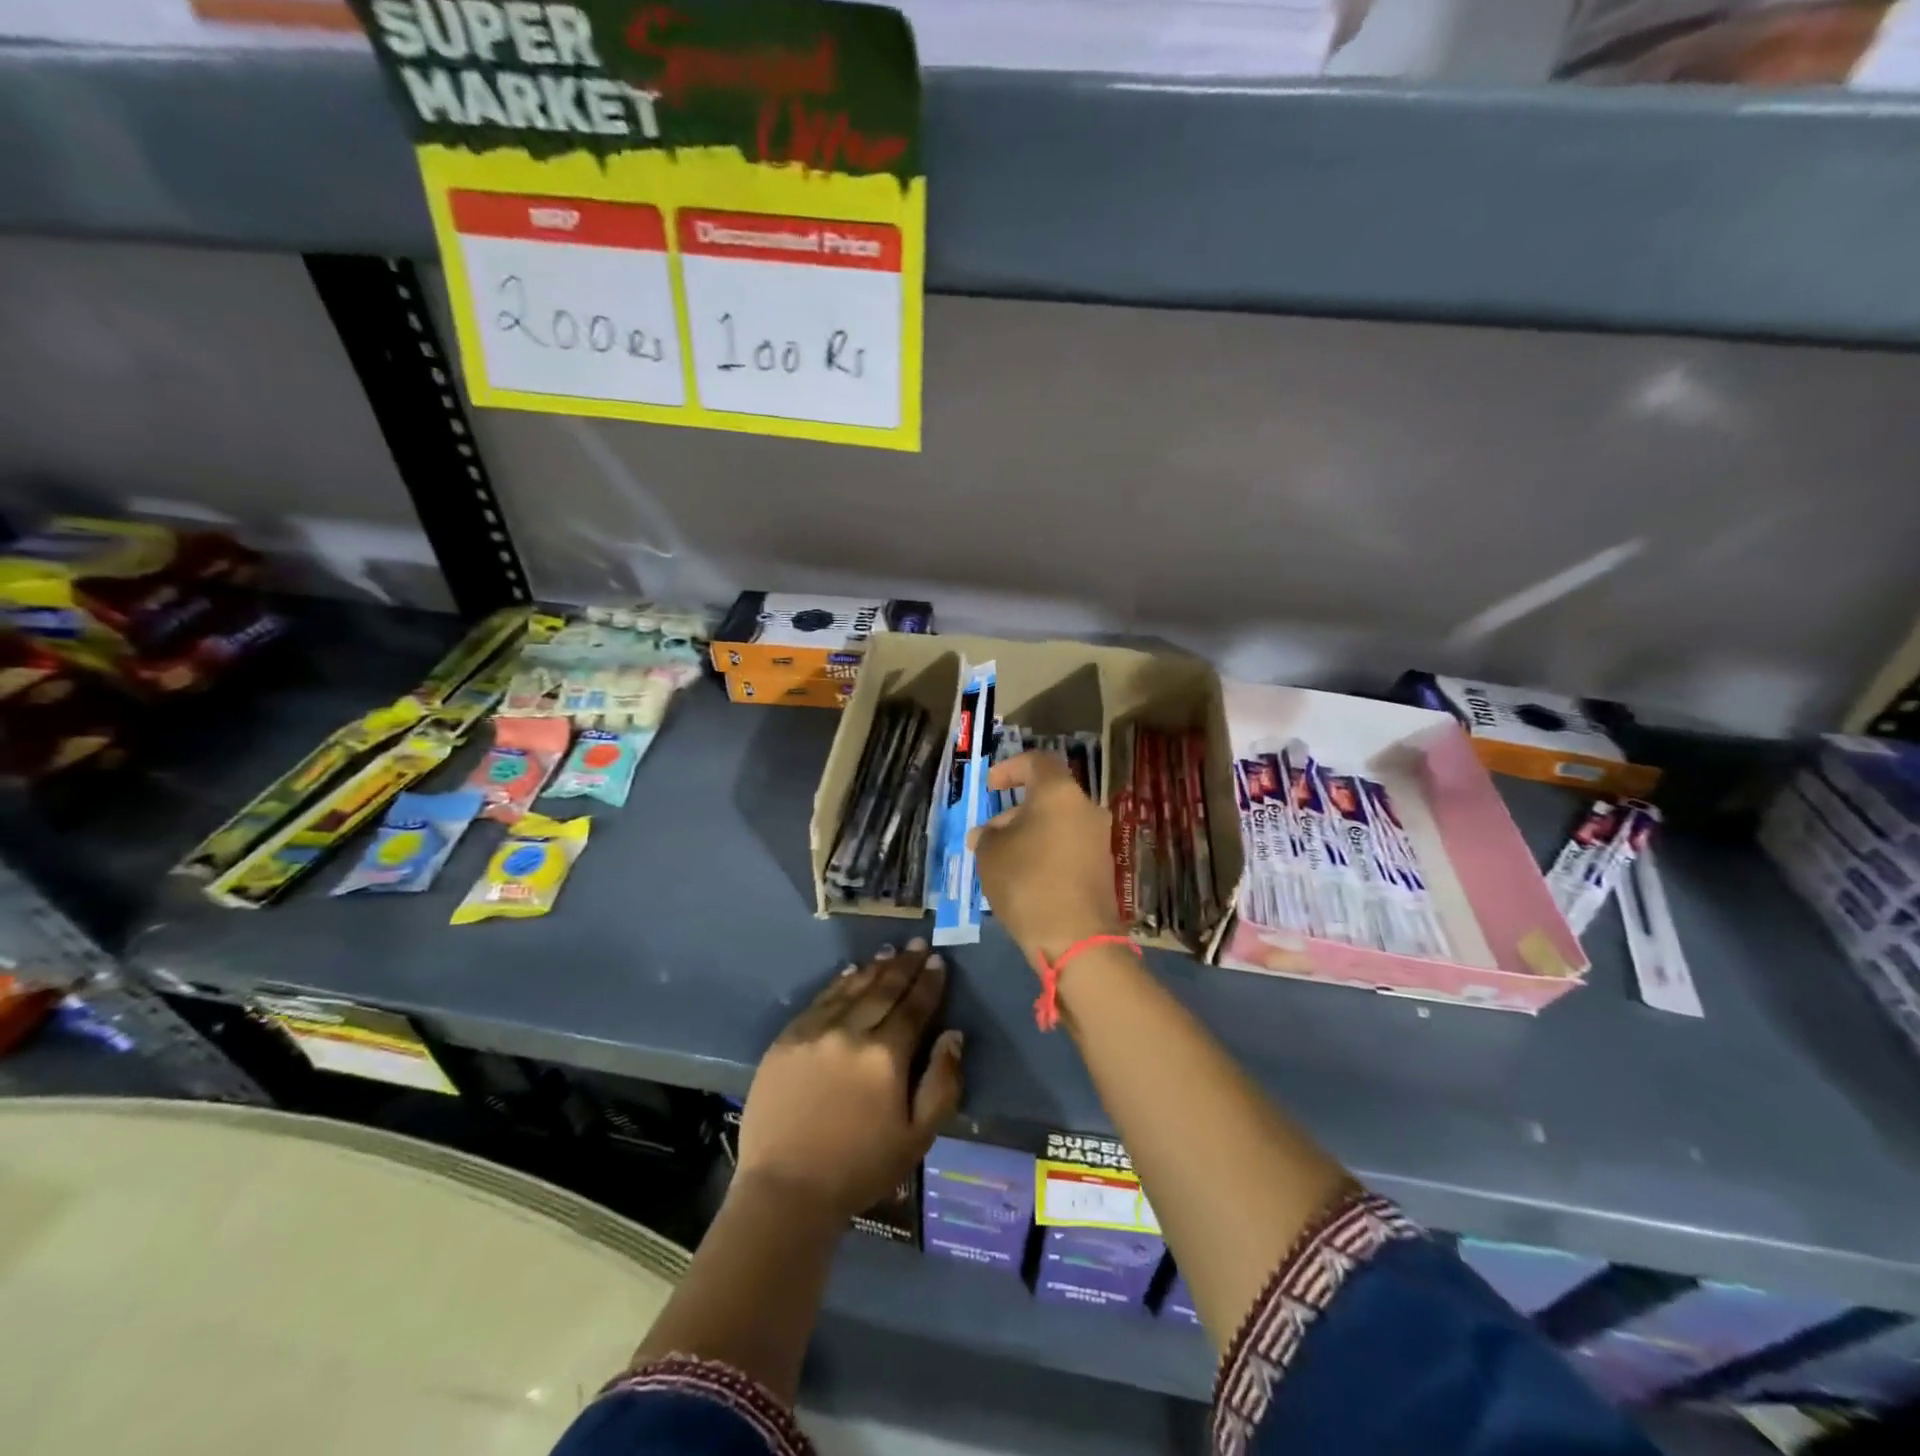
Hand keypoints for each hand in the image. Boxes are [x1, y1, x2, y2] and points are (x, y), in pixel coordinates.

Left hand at [736, 940, 963, 1222]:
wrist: (785, 1191)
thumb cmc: (860, 1169)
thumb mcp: (917, 1138)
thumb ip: (942, 1083)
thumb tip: (953, 1035)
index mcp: (886, 1056)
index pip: (914, 1007)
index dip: (929, 983)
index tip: (939, 961)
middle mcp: (851, 1032)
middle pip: (884, 990)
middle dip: (905, 965)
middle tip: (919, 944)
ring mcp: (815, 1032)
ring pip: (851, 988)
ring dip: (874, 968)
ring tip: (890, 951)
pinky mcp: (787, 1039)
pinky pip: (820, 1000)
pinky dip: (839, 982)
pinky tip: (850, 972)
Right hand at [968, 752, 1123, 967]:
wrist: (1076, 938)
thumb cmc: (1027, 882)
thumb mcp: (990, 854)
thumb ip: (986, 835)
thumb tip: (987, 833)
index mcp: (1059, 793)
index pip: (1036, 762)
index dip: (1010, 768)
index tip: (990, 786)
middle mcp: (1086, 808)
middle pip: (1048, 796)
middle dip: (1015, 810)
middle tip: (989, 833)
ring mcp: (1099, 838)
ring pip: (1058, 822)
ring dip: (1030, 832)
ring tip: (1000, 858)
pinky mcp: (1103, 867)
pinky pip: (1068, 846)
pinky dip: (1046, 851)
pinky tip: (1024, 875)